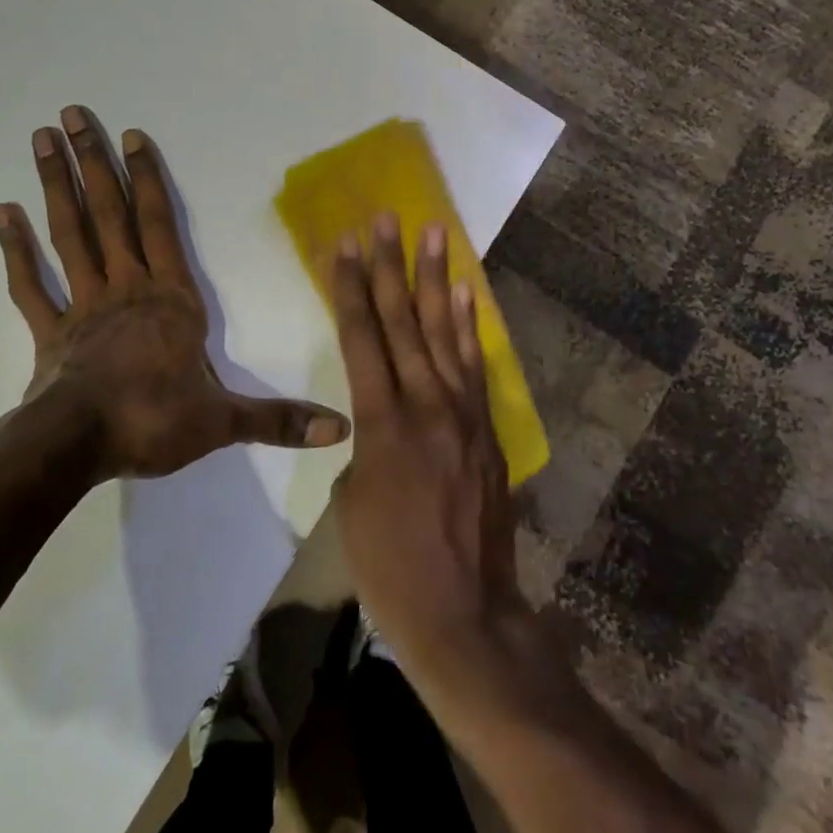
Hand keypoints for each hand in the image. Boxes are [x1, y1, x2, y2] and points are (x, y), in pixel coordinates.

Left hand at [0, 106, 349, 480]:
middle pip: (109, 215)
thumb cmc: (154, 421)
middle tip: (70, 115)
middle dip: (93, 164)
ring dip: (55, 187)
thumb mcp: (225, 421)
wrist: (78, 447)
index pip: (159, 225)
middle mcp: (127, 288)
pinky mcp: (50, 332)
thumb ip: (280, 419)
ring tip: (41, 141)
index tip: (130, 136)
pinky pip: (30, 284)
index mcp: (171, 298)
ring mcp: (83, 306)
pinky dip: (15, 249)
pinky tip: (2, 214)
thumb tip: (342, 429)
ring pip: (69, 235)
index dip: (147, 179)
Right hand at [330, 213, 526, 677]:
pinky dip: (469, 326)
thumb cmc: (389, 566)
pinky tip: (465, 293)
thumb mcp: (352, 501)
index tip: (345, 245)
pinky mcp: (487, 427)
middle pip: (402, 321)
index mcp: (381, 423)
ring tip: (435, 233)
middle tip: (387, 218)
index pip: (361, 338)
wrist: (464, 614)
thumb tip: (377, 419)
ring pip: (443, 332)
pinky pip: (474, 365)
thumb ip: (364, 444)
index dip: (351, 288)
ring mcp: (463, 412)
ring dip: (436, 279)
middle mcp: (425, 404)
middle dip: (391, 265)